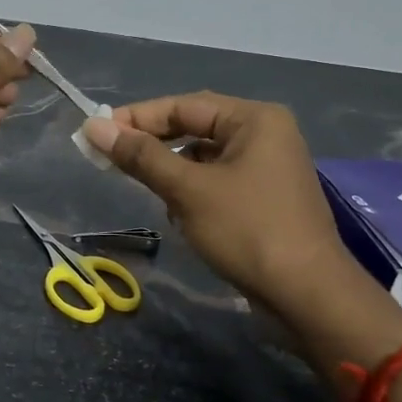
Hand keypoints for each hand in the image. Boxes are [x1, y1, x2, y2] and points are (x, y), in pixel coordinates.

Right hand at [82, 93, 401, 363]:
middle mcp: (265, 134)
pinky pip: (216, 182)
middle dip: (154, 147)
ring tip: (151, 193)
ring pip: (203, 159)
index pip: (183, 105)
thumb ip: (141, 156)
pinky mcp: (264, 198)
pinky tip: (181, 217)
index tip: (95, 132)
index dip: (137, 118)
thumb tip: (94, 127)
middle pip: (194, 128)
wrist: (308, 296)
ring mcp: (267, 168)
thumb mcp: (187, 190)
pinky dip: (193, 194)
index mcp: (255, 119)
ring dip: (173, 174)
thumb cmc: (248, 231)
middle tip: (110, 160)